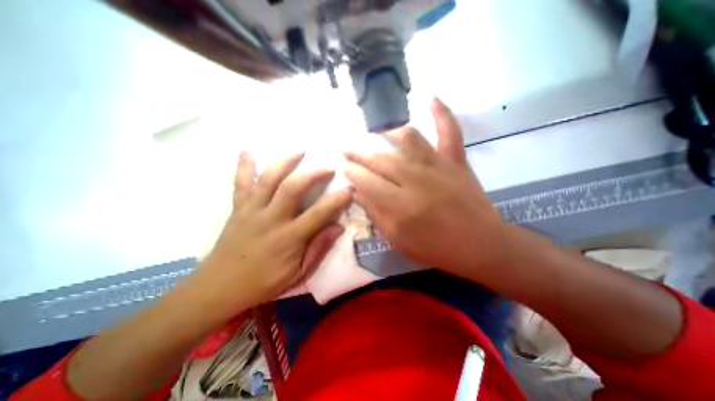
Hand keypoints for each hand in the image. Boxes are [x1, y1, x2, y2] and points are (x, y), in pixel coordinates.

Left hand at [191, 151, 351, 314]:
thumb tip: (338, 227)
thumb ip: (319, 248)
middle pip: (292, 188)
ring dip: (285, 162)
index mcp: (289, 237)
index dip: (337, 200)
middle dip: (313, 174)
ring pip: (268, 179)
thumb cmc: (263, 283)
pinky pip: (240, 183)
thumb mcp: (298, 273)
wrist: (218, 287)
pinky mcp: (238, 208)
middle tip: (328, 168)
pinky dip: (244, 166)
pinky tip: (247, 151)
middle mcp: (271, 219)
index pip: (319, 213)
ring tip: (300, 151)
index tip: (350, 189)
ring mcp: (251, 210)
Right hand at [346, 97, 507, 278]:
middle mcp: (415, 180)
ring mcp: (438, 166)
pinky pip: (450, 131)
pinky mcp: (456, 161)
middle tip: (347, 149)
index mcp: (399, 205)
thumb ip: (376, 214)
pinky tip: (431, 98)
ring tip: (377, 135)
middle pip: (380, 159)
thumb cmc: (435, 248)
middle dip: (359, 153)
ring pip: (407, 139)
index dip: (352, 172)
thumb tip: (358, 192)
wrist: (479, 245)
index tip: (344, 167)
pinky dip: (442, 113)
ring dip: (387, 133)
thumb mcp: (397, 240)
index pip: (365, 181)